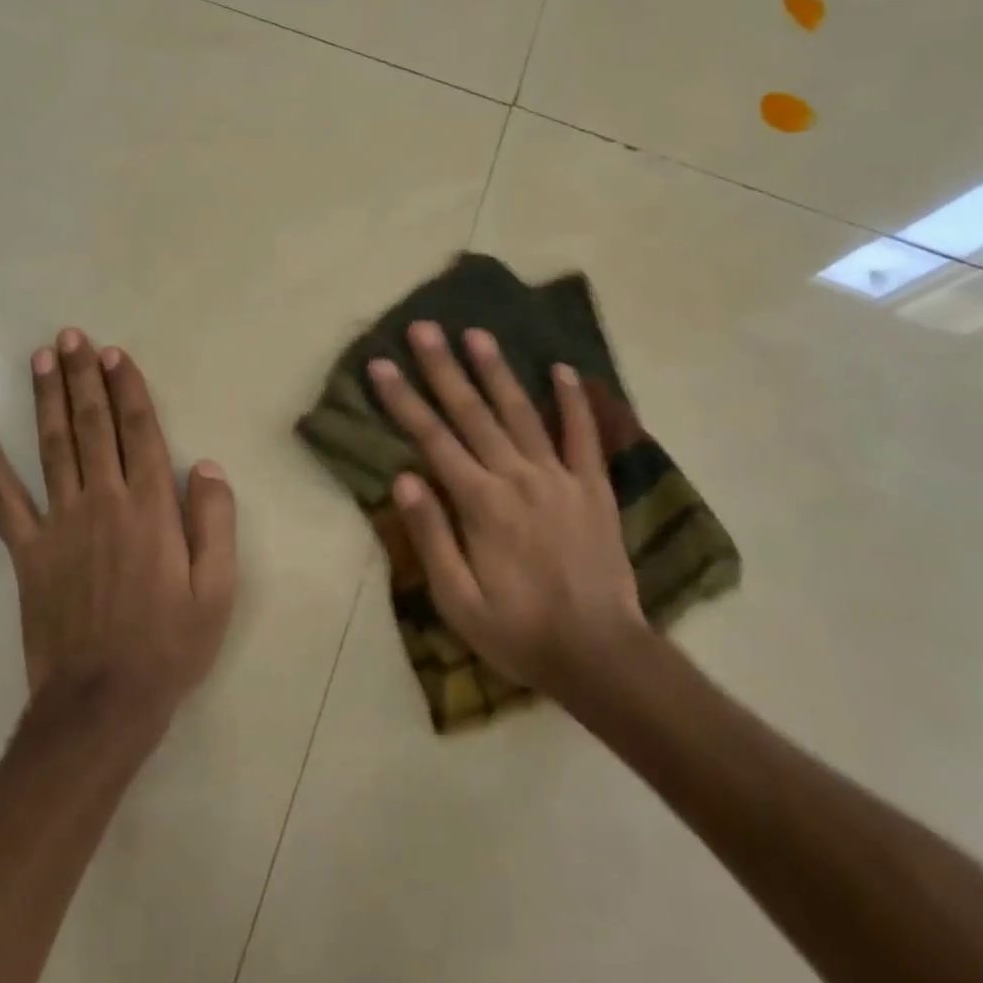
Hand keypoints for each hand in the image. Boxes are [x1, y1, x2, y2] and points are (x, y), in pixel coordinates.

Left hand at [0, 329, 236, 739]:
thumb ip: (216, 521)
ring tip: (40, 359)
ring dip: (45, 400)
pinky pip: (4, 502)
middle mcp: (104, 501)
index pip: (139, 431)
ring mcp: (60, 525)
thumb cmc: (170, 645)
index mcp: (151, 507)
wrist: (102, 704)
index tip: (113, 354)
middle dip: (82, 378)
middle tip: (71, 337)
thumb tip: (208, 465)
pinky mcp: (28, 553)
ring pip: (51, 447)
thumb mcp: (218, 588)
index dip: (126, 388)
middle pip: (92, 426)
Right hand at [367, 321, 648, 694]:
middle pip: (473, 413)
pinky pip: (583, 435)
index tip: (381, 364)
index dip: (403, 399)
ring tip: (477, 333)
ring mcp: (559, 477)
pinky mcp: (593, 486)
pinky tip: (563, 369)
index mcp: (480, 504)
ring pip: (522, 412)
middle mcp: (517, 477)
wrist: (601, 654)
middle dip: (444, 368)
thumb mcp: (458, 601)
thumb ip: (431, 536)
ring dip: (497, 371)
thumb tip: (404, 478)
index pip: (432, 439)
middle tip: (424, 327)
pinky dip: (574, 400)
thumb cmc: (519, 632)